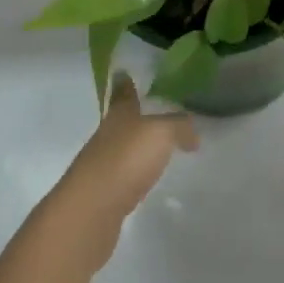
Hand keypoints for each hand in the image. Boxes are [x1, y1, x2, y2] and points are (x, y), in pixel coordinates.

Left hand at [52, 74, 197, 248]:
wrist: (91, 210)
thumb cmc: (126, 159)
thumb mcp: (161, 133)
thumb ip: (179, 127)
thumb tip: (192, 132)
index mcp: (119, 115)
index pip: (123, 93)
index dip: (125, 83)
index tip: (124, 72)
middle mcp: (108, 136)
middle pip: (121, 120)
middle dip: (134, 114)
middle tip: (154, 109)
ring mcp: (104, 165)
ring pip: (123, 147)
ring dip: (137, 144)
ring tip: (158, 144)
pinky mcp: (106, 193)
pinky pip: (126, 174)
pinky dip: (137, 171)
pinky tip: (148, 176)